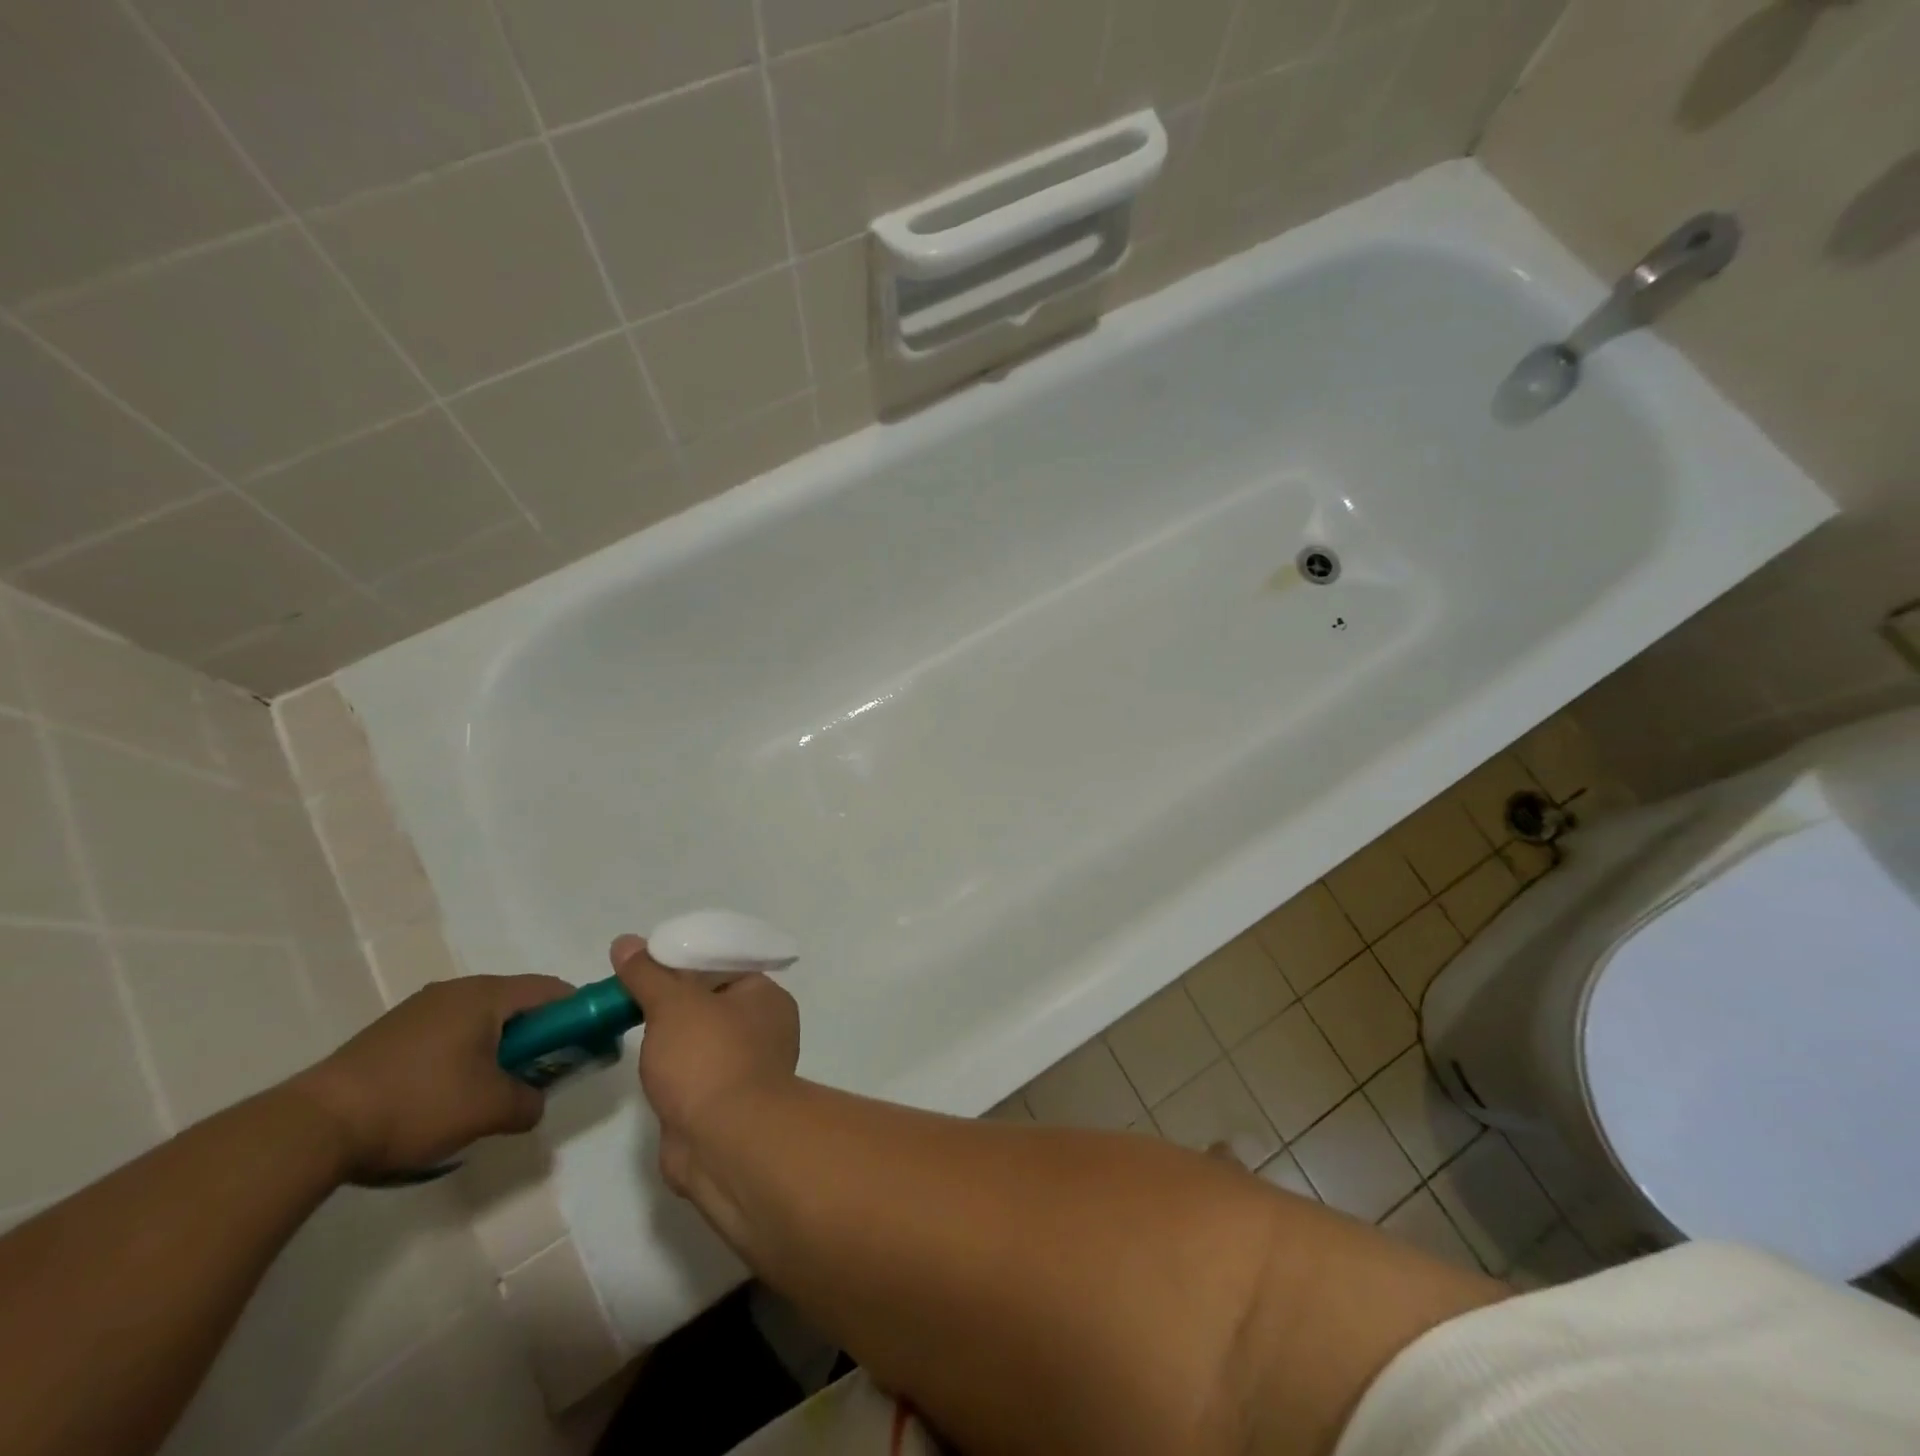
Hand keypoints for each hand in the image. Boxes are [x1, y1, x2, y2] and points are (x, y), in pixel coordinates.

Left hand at [290, 975, 574, 1181]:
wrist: (312, 1128)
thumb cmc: (417, 1104)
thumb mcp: (489, 1110)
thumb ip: (529, 1102)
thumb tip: (534, 1102)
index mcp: (487, 995)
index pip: (552, 990)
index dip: (577, 1014)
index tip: (586, 1044)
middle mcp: (457, 990)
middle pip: (516, 1004)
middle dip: (537, 1036)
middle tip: (543, 1073)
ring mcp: (419, 1009)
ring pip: (480, 1020)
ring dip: (499, 1047)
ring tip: (494, 1090)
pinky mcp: (391, 1034)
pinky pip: (448, 1033)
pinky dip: (464, 1055)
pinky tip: (449, 1095)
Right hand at [610, 935, 799, 1192]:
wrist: (724, 1144)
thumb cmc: (709, 1058)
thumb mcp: (673, 1004)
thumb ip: (648, 973)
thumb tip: (626, 942)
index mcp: (767, 996)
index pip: (724, 966)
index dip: (685, 963)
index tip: (646, 965)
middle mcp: (766, 1028)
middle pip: (712, 1002)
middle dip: (674, 1002)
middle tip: (631, 996)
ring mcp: (748, 1069)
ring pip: (703, 1041)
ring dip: (673, 1040)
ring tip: (632, 1027)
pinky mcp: (726, 1105)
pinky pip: (697, 1075)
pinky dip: (675, 1072)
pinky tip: (648, 1069)